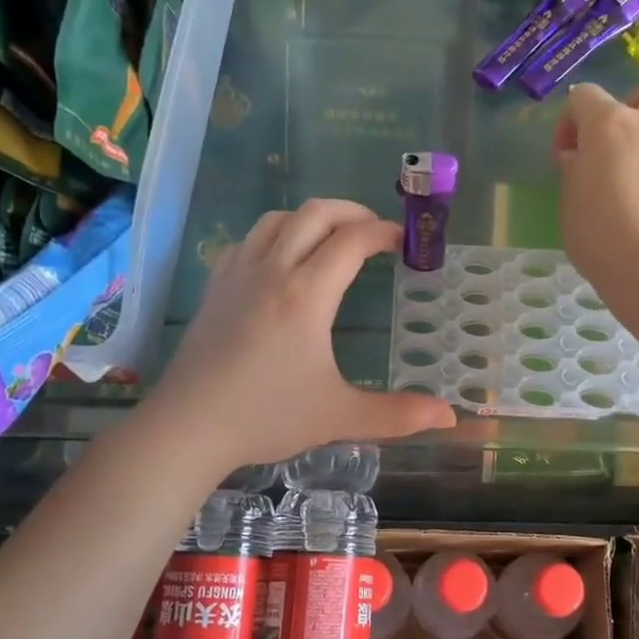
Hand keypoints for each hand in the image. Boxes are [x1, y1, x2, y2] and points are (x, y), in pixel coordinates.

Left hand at [150, 200, 456, 468]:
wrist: (188, 426)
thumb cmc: (267, 417)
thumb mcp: (339, 416)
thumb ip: (397, 414)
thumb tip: (450, 416)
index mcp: (307, 294)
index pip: (352, 241)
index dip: (383, 233)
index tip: (404, 243)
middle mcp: (273, 269)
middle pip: (315, 213)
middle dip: (352, 212)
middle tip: (375, 233)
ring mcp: (238, 273)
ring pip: (278, 218)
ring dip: (312, 218)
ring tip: (333, 240)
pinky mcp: (215, 285)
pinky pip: (249, 238)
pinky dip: (276, 233)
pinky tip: (283, 260)